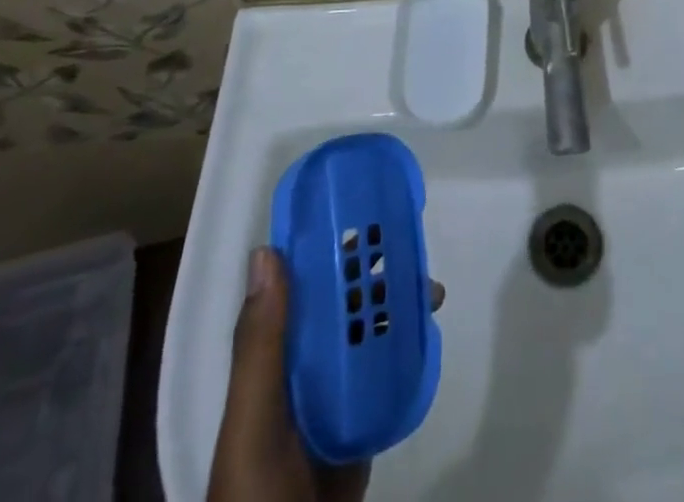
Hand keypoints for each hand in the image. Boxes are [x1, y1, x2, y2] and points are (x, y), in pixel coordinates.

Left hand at [210, 249, 443, 501]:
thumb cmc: (258, 493)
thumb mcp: (252, 421)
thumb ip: (260, 346)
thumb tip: (267, 251)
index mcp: (270, 360)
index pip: (299, 288)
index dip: (326, 248)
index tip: (360, 210)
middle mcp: (301, 370)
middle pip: (341, 305)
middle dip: (375, 273)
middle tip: (411, 247)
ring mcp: (333, 398)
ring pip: (368, 334)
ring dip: (397, 306)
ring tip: (432, 292)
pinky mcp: (360, 424)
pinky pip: (385, 374)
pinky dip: (406, 348)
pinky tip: (428, 333)